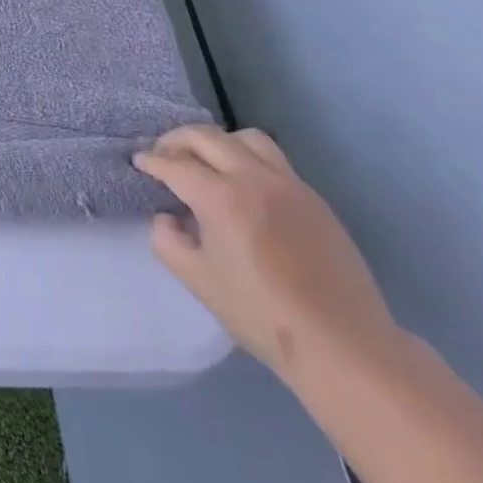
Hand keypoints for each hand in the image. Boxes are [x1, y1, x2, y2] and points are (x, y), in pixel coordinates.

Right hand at [134, 124, 400, 385]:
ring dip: (218, 143)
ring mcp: (290, 186)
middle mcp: (255, 179)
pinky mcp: (315, 200)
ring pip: (247, 139)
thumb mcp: (197, 280)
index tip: (138, 162)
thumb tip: (168, 218)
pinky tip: (243, 189)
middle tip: (163, 156)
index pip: (174, 164)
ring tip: (206, 163)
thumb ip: (167, 240)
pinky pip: (274, 161)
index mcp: (221, 198)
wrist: (343, 345)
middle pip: (207, 137)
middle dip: (176, 140)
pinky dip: (247, 160)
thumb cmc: (261, 313)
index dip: (151, 161)